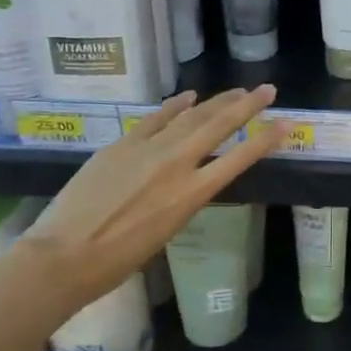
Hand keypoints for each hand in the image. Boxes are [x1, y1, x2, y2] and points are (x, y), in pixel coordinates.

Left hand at [18, 87, 287, 312]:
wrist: (63, 256)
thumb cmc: (118, 261)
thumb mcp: (166, 231)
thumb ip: (183, 199)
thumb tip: (189, 178)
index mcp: (191, 195)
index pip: (239, 159)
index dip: (266, 140)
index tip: (287, 123)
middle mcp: (176, 164)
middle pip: (219, 126)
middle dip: (247, 106)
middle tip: (267, 90)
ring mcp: (147, 149)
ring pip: (190, 116)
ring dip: (217, 101)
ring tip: (238, 91)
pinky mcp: (121, 144)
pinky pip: (155, 118)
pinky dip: (175, 106)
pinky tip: (190, 96)